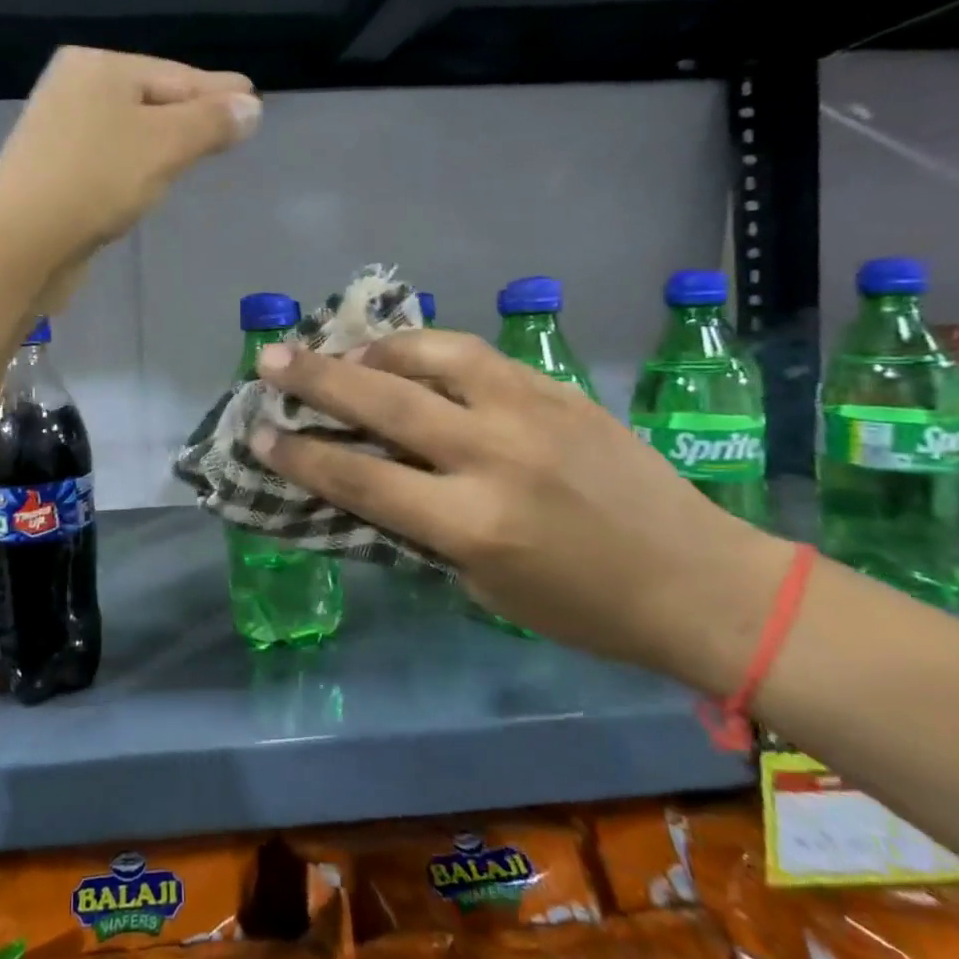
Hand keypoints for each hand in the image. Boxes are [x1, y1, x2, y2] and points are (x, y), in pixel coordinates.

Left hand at [0, 49, 260, 282]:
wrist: (20, 242)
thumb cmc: (96, 181)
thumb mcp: (164, 145)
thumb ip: (210, 123)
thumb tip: (251, 106)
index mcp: (99, 66)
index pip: (177, 75)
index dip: (219, 92)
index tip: (253, 98)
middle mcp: (74, 87)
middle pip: (153, 98)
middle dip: (194, 113)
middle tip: (235, 122)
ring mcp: (59, 130)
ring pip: (131, 129)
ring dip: (166, 139)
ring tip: (202, 146)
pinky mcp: (53, 170)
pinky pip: (112, 156)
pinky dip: (139, 162)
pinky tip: (153, 175)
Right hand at [250, 330, 794, 693]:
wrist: (699, 580)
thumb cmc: (582, 608)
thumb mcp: (484, 584)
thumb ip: (421, 527)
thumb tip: (367, 480)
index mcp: (472, 523)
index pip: (361, 480)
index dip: (301, 458)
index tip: (259, 435)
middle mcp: (494, 456)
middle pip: (384, 405)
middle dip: (316, 379)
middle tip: (269, 358)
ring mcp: (530, 412)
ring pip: (433, 357)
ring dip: (376, 351)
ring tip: (344, 352)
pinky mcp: (557, 389)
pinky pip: (478, 357)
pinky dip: (430, 350)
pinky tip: (410, 355)